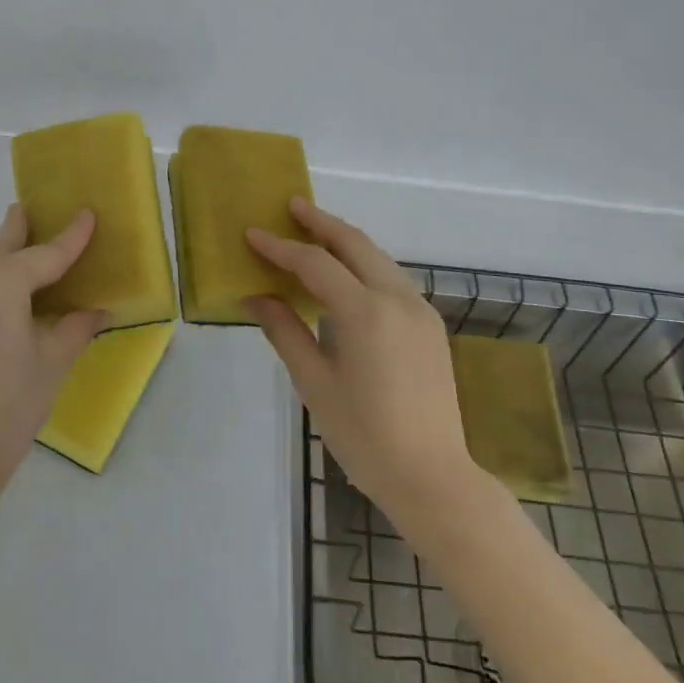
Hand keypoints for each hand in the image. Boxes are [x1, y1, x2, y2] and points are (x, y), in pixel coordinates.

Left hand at [0, 204, 109, 530]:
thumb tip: (98, 309)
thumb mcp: (51, 366)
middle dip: (18, 234)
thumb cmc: (6, 411)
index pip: (46, 253)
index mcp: (0, 281)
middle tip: (26, 214)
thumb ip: (74, 327)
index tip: (86, 214)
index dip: (71, 236)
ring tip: (8, 283)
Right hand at [246, 199, 482, 530]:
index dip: (280, 247)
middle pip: (355, 243)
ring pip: (378, 257)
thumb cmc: (363, 434)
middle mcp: (397, 299)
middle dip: (320, 222)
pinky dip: (364, 265)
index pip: (314, 263)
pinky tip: (346, 274)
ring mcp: (419, 310)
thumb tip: (254, 297)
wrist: (432, 476)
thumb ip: (285, 331)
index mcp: (365, 312)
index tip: (252, 233)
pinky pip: (391, 278)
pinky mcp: (429, 325)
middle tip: (291, 205)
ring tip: (314, 232)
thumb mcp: (314, 383)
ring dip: (345, 240)